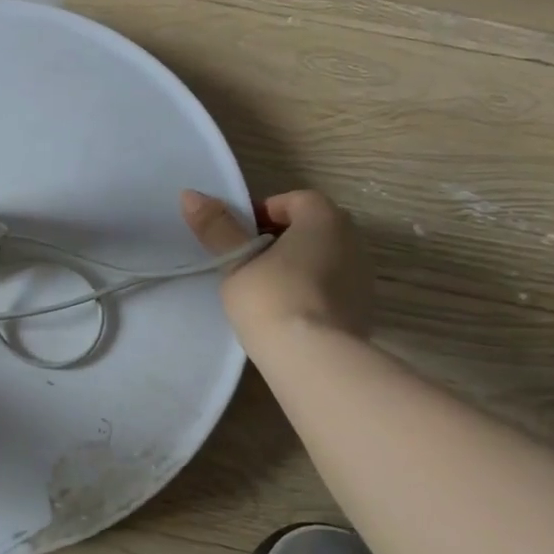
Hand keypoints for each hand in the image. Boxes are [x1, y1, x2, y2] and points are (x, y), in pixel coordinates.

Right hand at [181, 189, 372, 339]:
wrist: (314, 359)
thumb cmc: (271, 298)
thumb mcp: (236, 262)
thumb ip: (217, 228)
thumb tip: (190, 194)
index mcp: (324, 218)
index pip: (293, 200)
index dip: (262, 213)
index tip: (239, 236)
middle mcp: (352, 239)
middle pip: (311, 227)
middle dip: (280, 238)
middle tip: (247, 261)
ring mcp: (363, 275)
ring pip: (323, 257)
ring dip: (296, 265)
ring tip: (265, 290)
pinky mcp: (364, 308)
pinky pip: (332, 286)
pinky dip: (311, 290)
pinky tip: (287, 313)